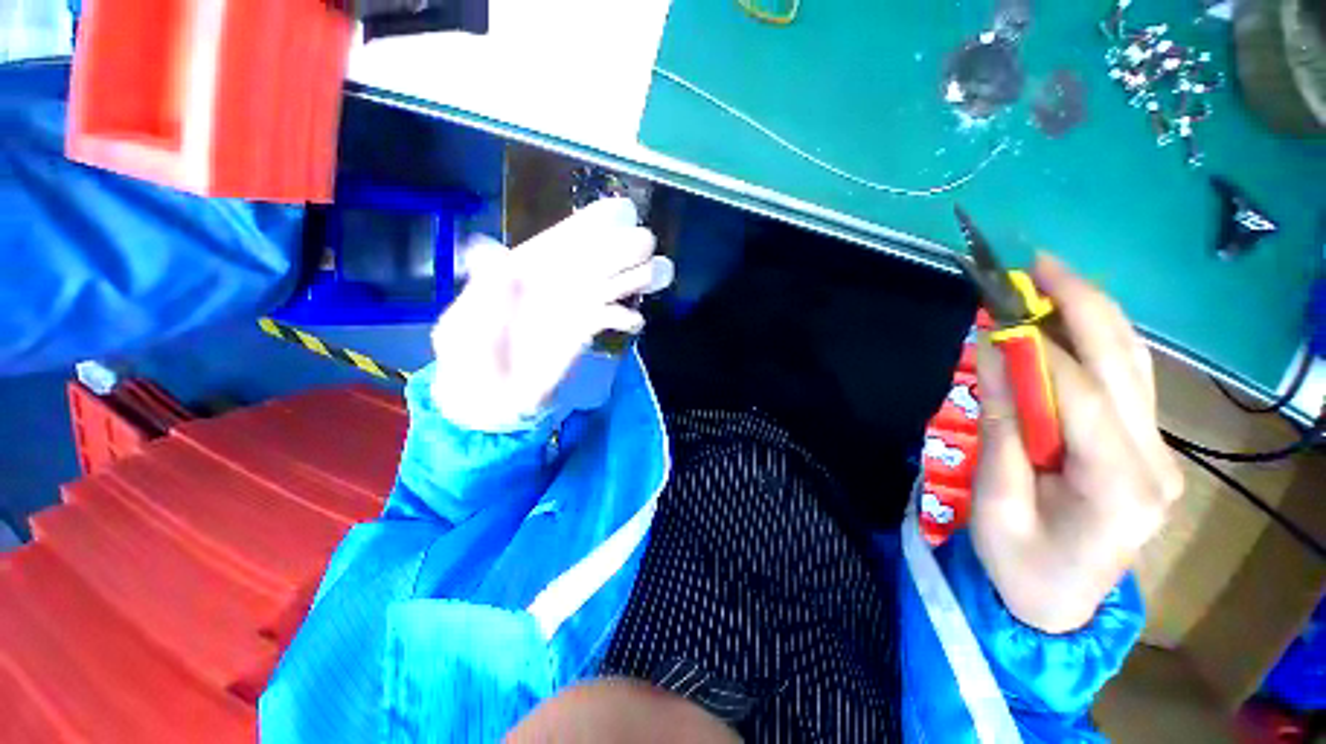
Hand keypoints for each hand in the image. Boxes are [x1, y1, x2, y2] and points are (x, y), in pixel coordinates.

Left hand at [429, 198, 672, 430]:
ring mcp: (575, 306)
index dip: (593, 222)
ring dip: (636, 277)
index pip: (564, 237)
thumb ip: (484, 292)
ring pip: (612, 283)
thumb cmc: (470, 357)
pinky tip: (632, 322)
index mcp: (527, 266)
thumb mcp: (466, 325)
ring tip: (655, 275)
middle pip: (597, 257)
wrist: (489, 398)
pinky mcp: (586, 331)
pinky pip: (613, 316)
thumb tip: (491, 252)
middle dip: (623, 247)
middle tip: (646, 244)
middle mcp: (557, 280)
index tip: (622, 212)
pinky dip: (627, 317)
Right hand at [971, 255, 1182, 633]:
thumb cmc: (1019, 562)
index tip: (995, 311)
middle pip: (1124, 364)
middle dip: (1081, 305)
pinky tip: (1069, 318)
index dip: (1037, 347)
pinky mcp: (1145, 445)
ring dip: (1091, 313)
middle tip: (1037, 264)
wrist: (1059, 601)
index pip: (1082, 395)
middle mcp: (1155, 460)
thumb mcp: (996, 501)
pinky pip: (1126, 379)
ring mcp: (1158, 451)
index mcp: (1119, 487)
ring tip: (1051, 278)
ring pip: (1133, 363)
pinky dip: (1096, 339)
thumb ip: (1001, 425)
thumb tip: (993, 353)